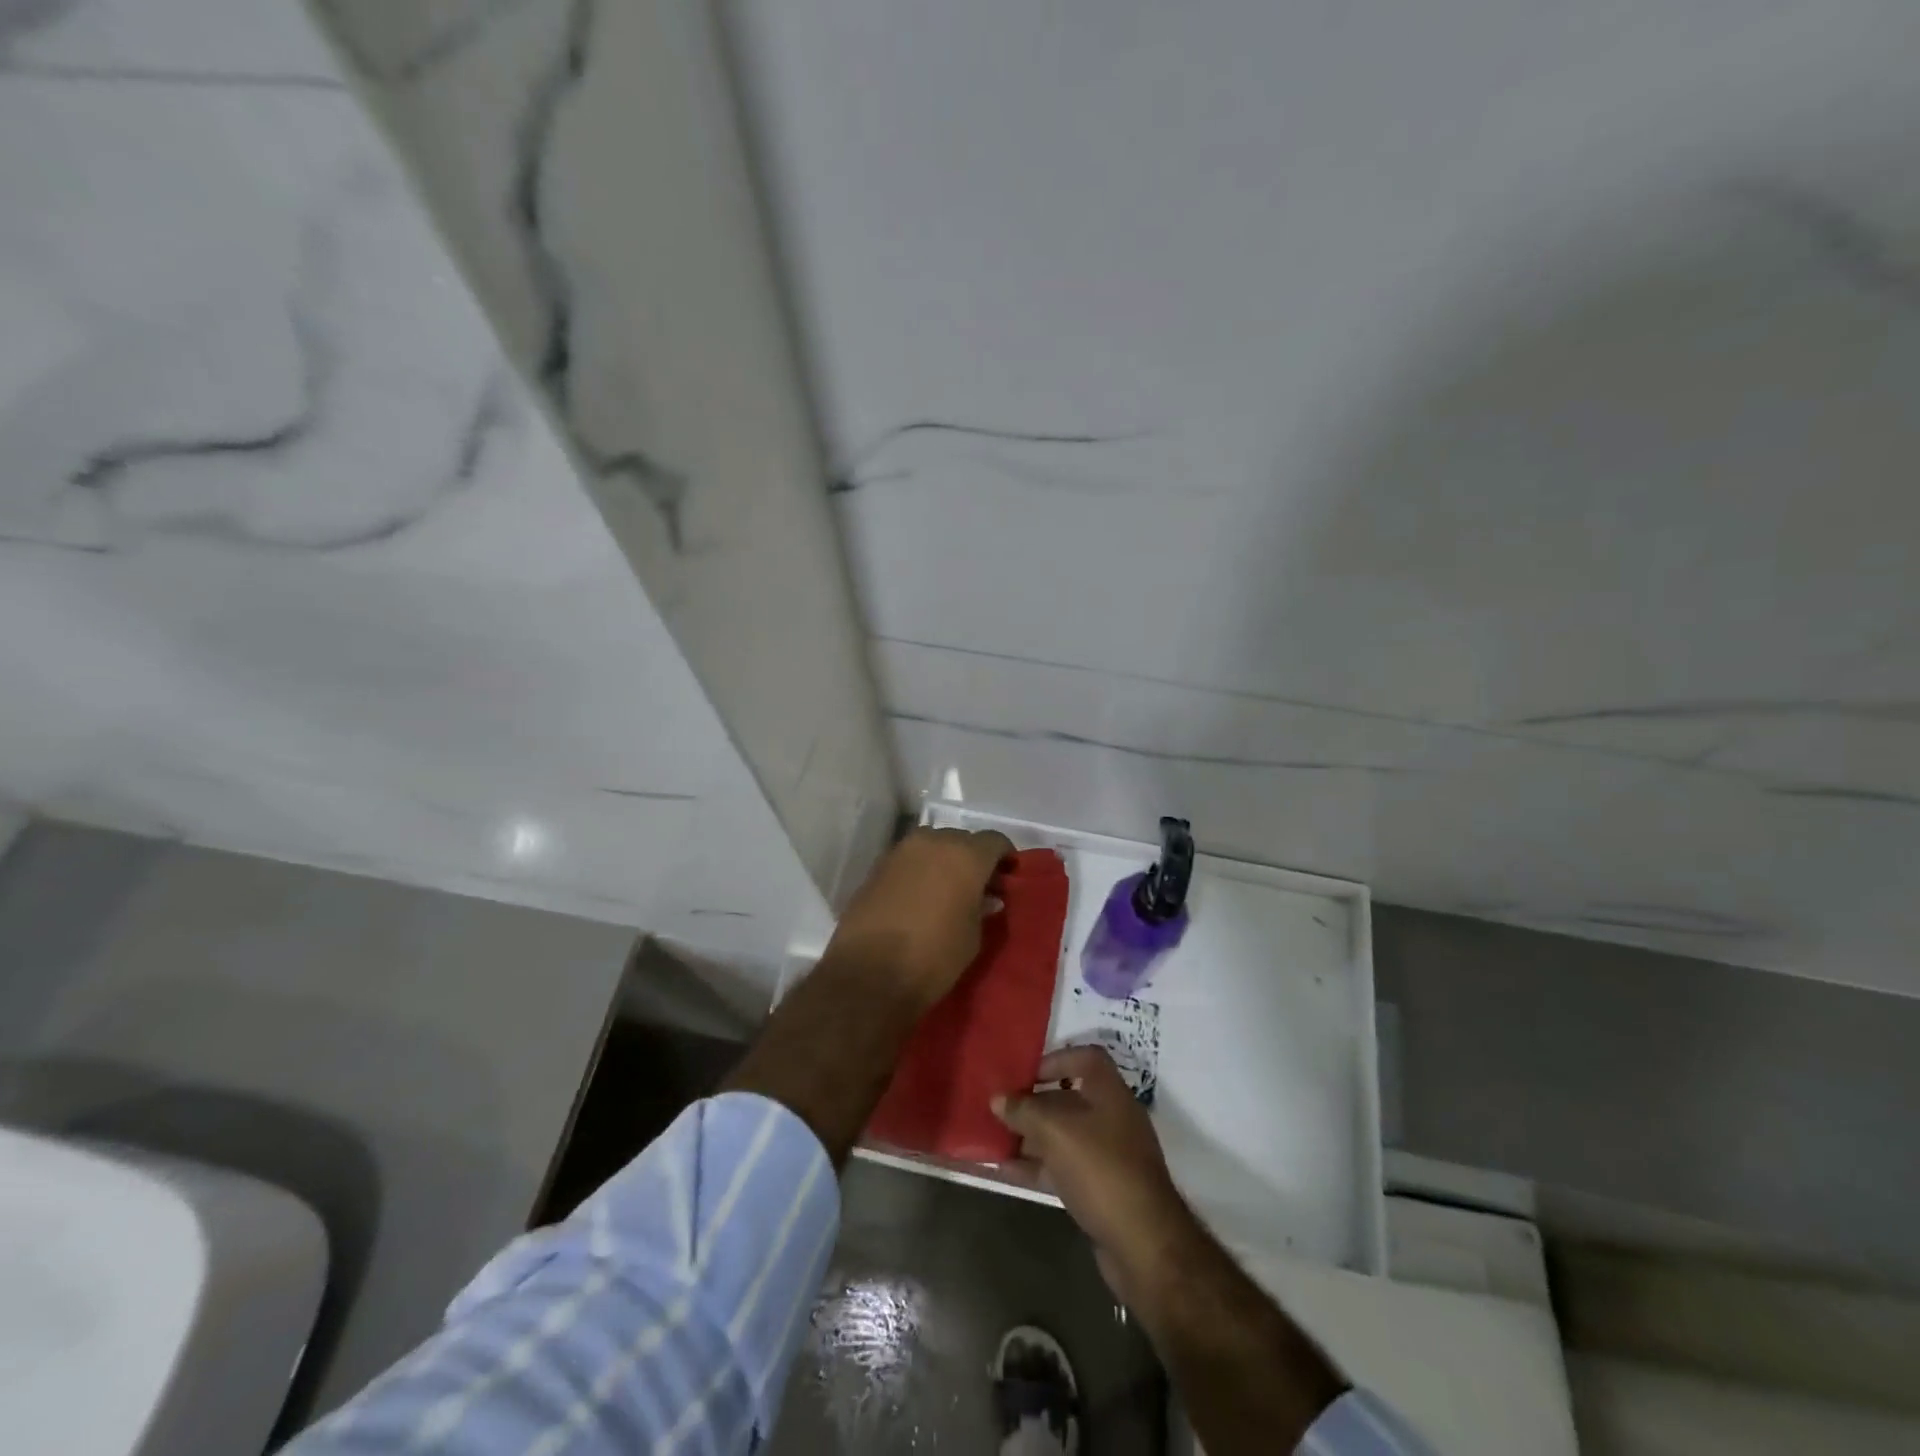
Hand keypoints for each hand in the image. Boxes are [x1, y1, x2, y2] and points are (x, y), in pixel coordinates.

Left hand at [824, 827, 1014, 1008]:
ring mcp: (900, 851)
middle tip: (979, 887)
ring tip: (947, 892)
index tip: (1008, 878)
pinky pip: (908, 861)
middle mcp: (933, 842)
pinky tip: (920, 897)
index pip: (995, 841)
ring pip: (932, 846)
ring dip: (943, 862)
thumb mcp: (973, 936)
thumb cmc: (934, 956)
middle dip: (973, 858)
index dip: (1005, 857)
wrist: (868, 974)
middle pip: (961, 840)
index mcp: (965, 855)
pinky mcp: (877, 867)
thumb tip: (984, 897)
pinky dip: (919, 871)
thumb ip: (982, 907)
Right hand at [992, 1045, 1195, 1298]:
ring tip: (996, 1138)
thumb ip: (1025, 1111)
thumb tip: (998, 1098)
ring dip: (1032, 1136)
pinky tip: (1008, 1171)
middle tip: (1001, 1108)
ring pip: (1064, 1135)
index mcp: (1110, 1092)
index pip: (1086, 1057)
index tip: (1025, 1074)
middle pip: (1070, 1098)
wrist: (1143, 1245)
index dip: (1055, 1059)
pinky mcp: (1102, 1189)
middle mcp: (1112, 1117)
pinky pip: (1064, 1167)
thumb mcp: (1057, 1132)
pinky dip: (1038, 1166)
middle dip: (1034, 1102)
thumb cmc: (1101, 1170)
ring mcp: (1109, 1155)